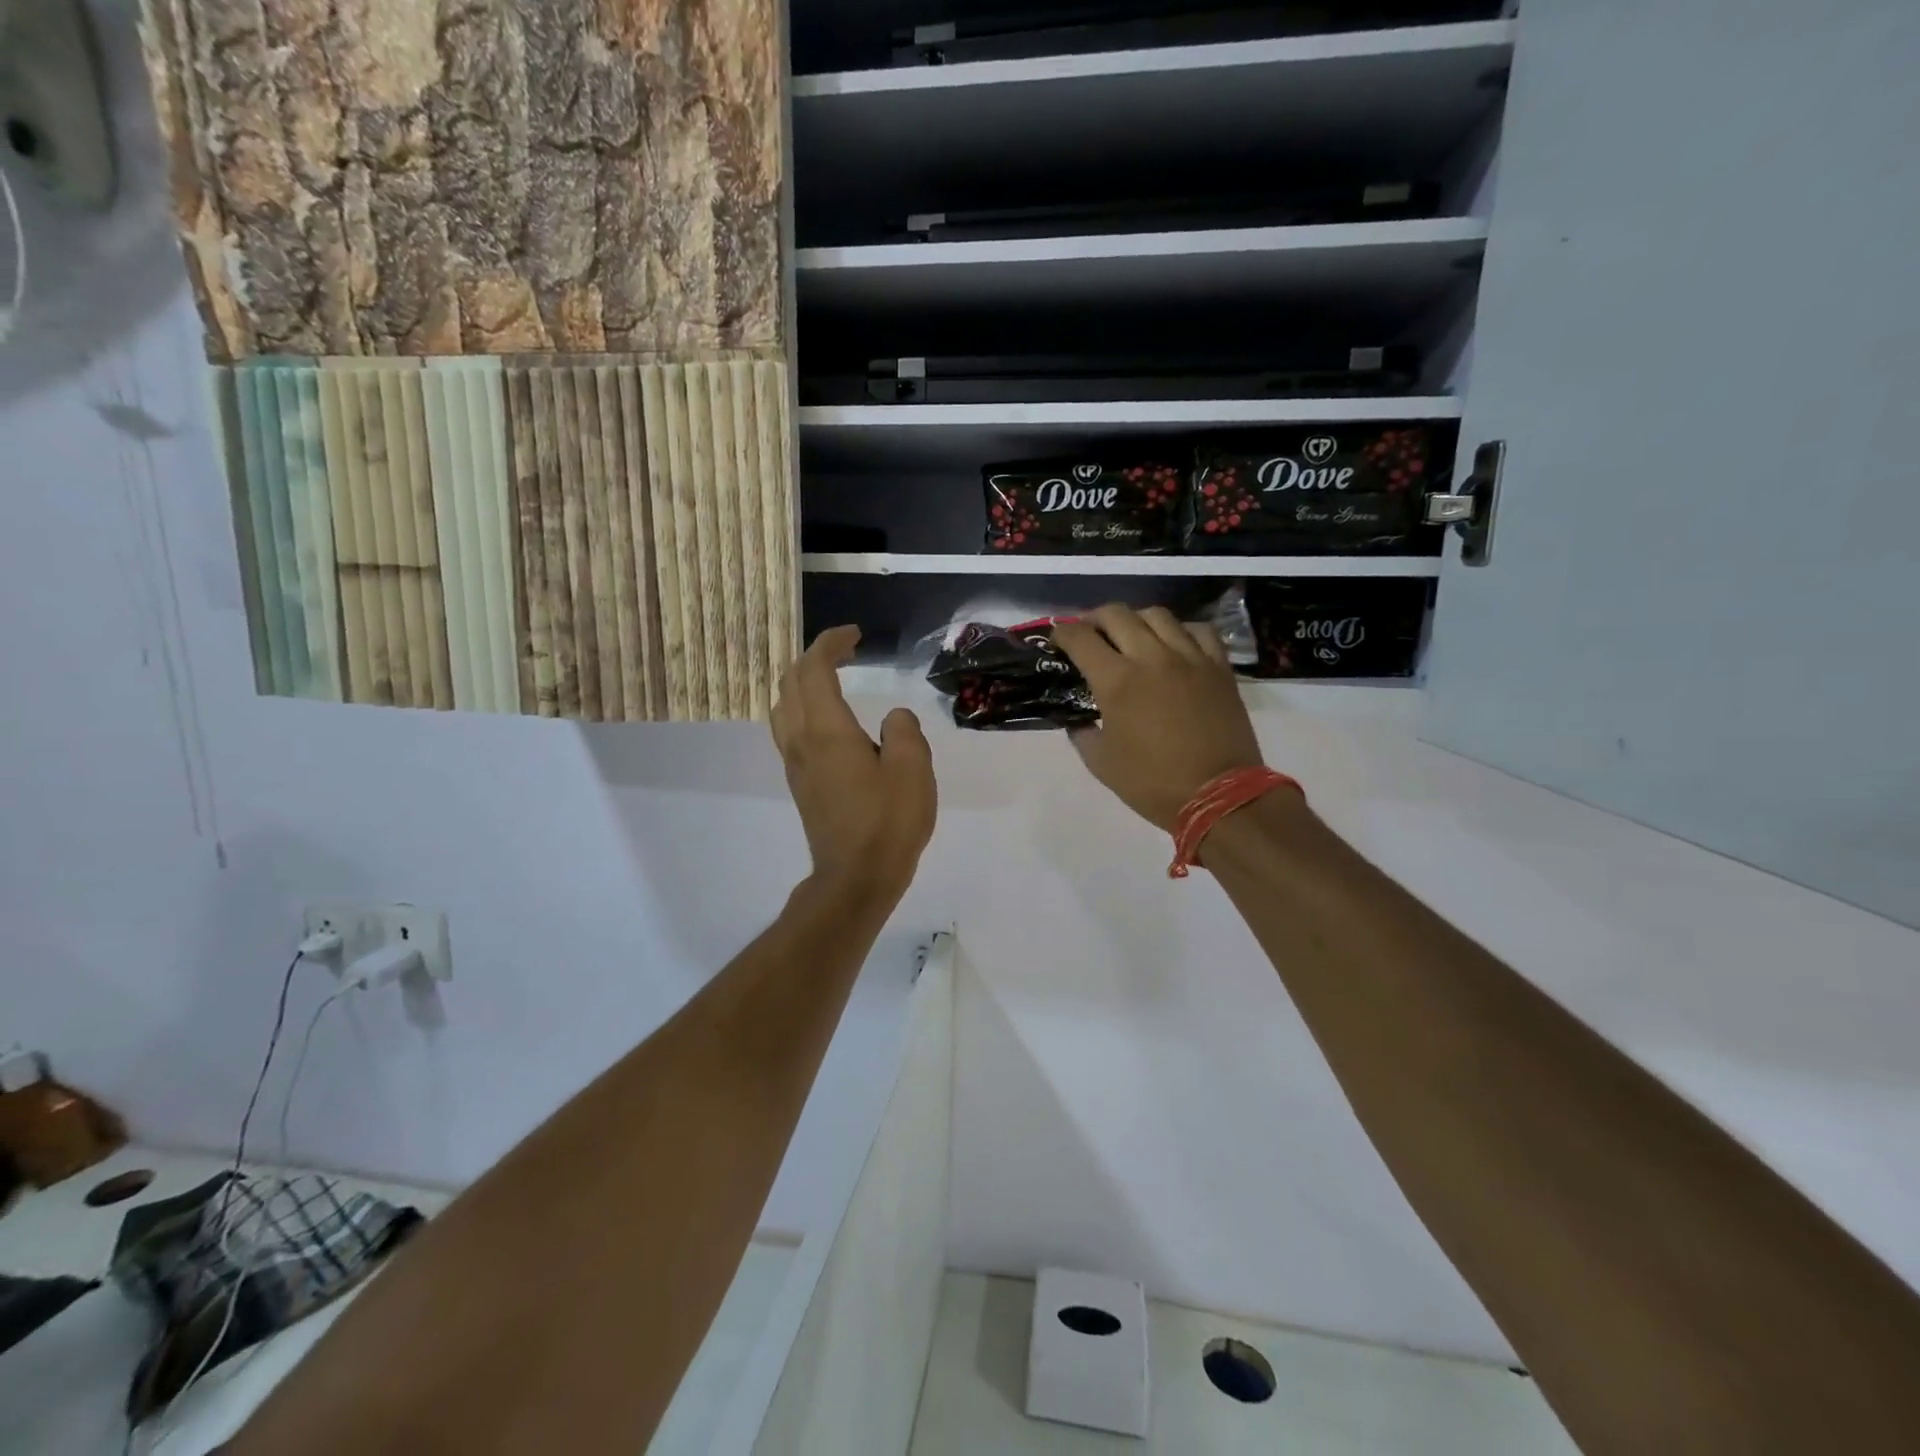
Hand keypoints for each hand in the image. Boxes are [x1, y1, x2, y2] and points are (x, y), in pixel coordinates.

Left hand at [771, 626, 936, 898]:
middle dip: (814, 657)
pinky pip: (789, 729)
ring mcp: (796, 763)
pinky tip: (828, 719)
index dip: (831, 643)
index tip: (856, 635)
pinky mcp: (800, 783)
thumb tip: (893, 719)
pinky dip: (803, 707)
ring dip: (802, 683)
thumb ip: (904, 730)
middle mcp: (801, 740)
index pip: (814, 669)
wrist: (855, 878)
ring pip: (783, 707)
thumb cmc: (887, 823)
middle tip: (847, 652)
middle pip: (790, 682)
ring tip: (832, 679)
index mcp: (827, 730)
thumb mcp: (913, 769)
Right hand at [1053, 605, 1263, 831]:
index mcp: (1117, 681)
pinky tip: (1174, 645)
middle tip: (1089, 635)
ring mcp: (1190, 658)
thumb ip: (1083, 733)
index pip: (1080, 638)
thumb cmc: (1153, 783)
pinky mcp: (1219, 667)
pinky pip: (1198, 630)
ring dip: (1136, 620)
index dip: (1062, 633)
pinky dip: (1180, 630)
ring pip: (1157, 615)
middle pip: (1117, 615)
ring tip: (1131, 636)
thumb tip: (1080, 720)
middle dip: (1094, 619)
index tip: (1057, 640)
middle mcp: (1151, 658)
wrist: (1219, 797)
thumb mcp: (1101, 764)